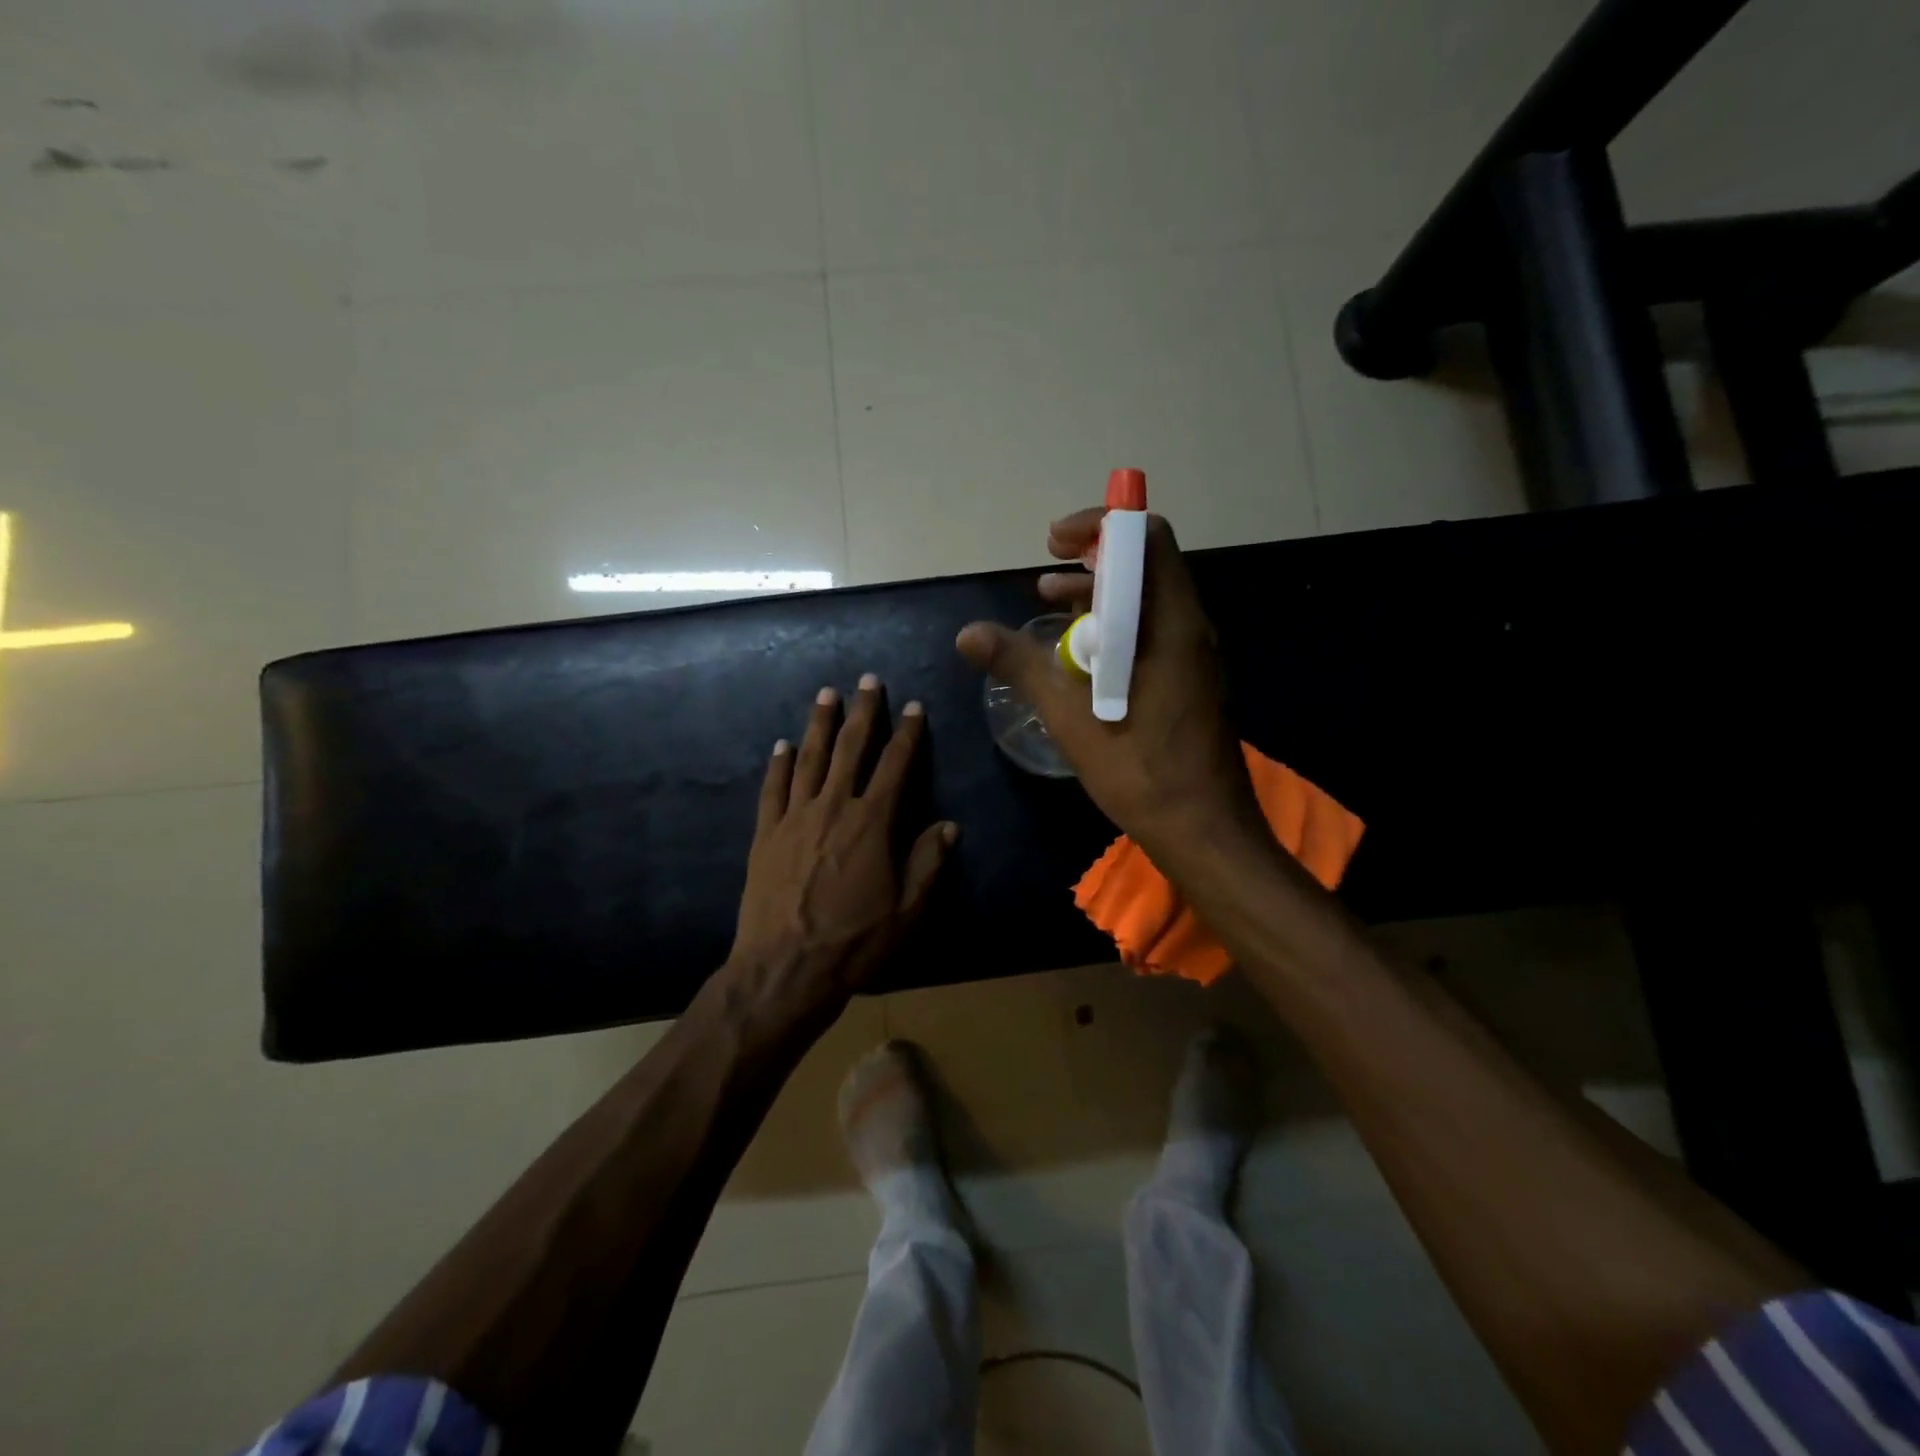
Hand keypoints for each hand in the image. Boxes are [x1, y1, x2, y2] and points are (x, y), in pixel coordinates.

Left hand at [725, 675, 956, 1018]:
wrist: (784, 970)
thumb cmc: (853, 943)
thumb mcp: (907, 912)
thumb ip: (928, 864)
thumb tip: (947, 825)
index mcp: (872, 823)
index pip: (896, 766)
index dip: (908, 734)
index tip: (915, 707)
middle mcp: (833, 807)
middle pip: (850, 749)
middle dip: (862, 712)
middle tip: (868, 681)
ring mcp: (794, 818)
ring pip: (809, 759)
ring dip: (819, 724)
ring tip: (826, 694)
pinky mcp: (766, 835)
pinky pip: (773, 789)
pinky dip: (779, 764)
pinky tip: (782, 745)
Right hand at [955, 508, 1259, 859]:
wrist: (1204, 831)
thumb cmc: (1141, 770)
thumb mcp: (1071, 716)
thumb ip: (1021, 666)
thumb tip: (968, 633)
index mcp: (1171, 623)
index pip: (1146, 538)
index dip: (1098, 526)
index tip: (1053, 543)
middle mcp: (1190, 628)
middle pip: (1145, 566)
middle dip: (1092, 560)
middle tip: (1045, 576)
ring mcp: (1195, 657)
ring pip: (1147, 602)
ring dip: (1099, 596)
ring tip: (1050, 604)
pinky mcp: (1191, 682)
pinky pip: (1152, 633)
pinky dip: (1114, 628)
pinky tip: (1080, 656)